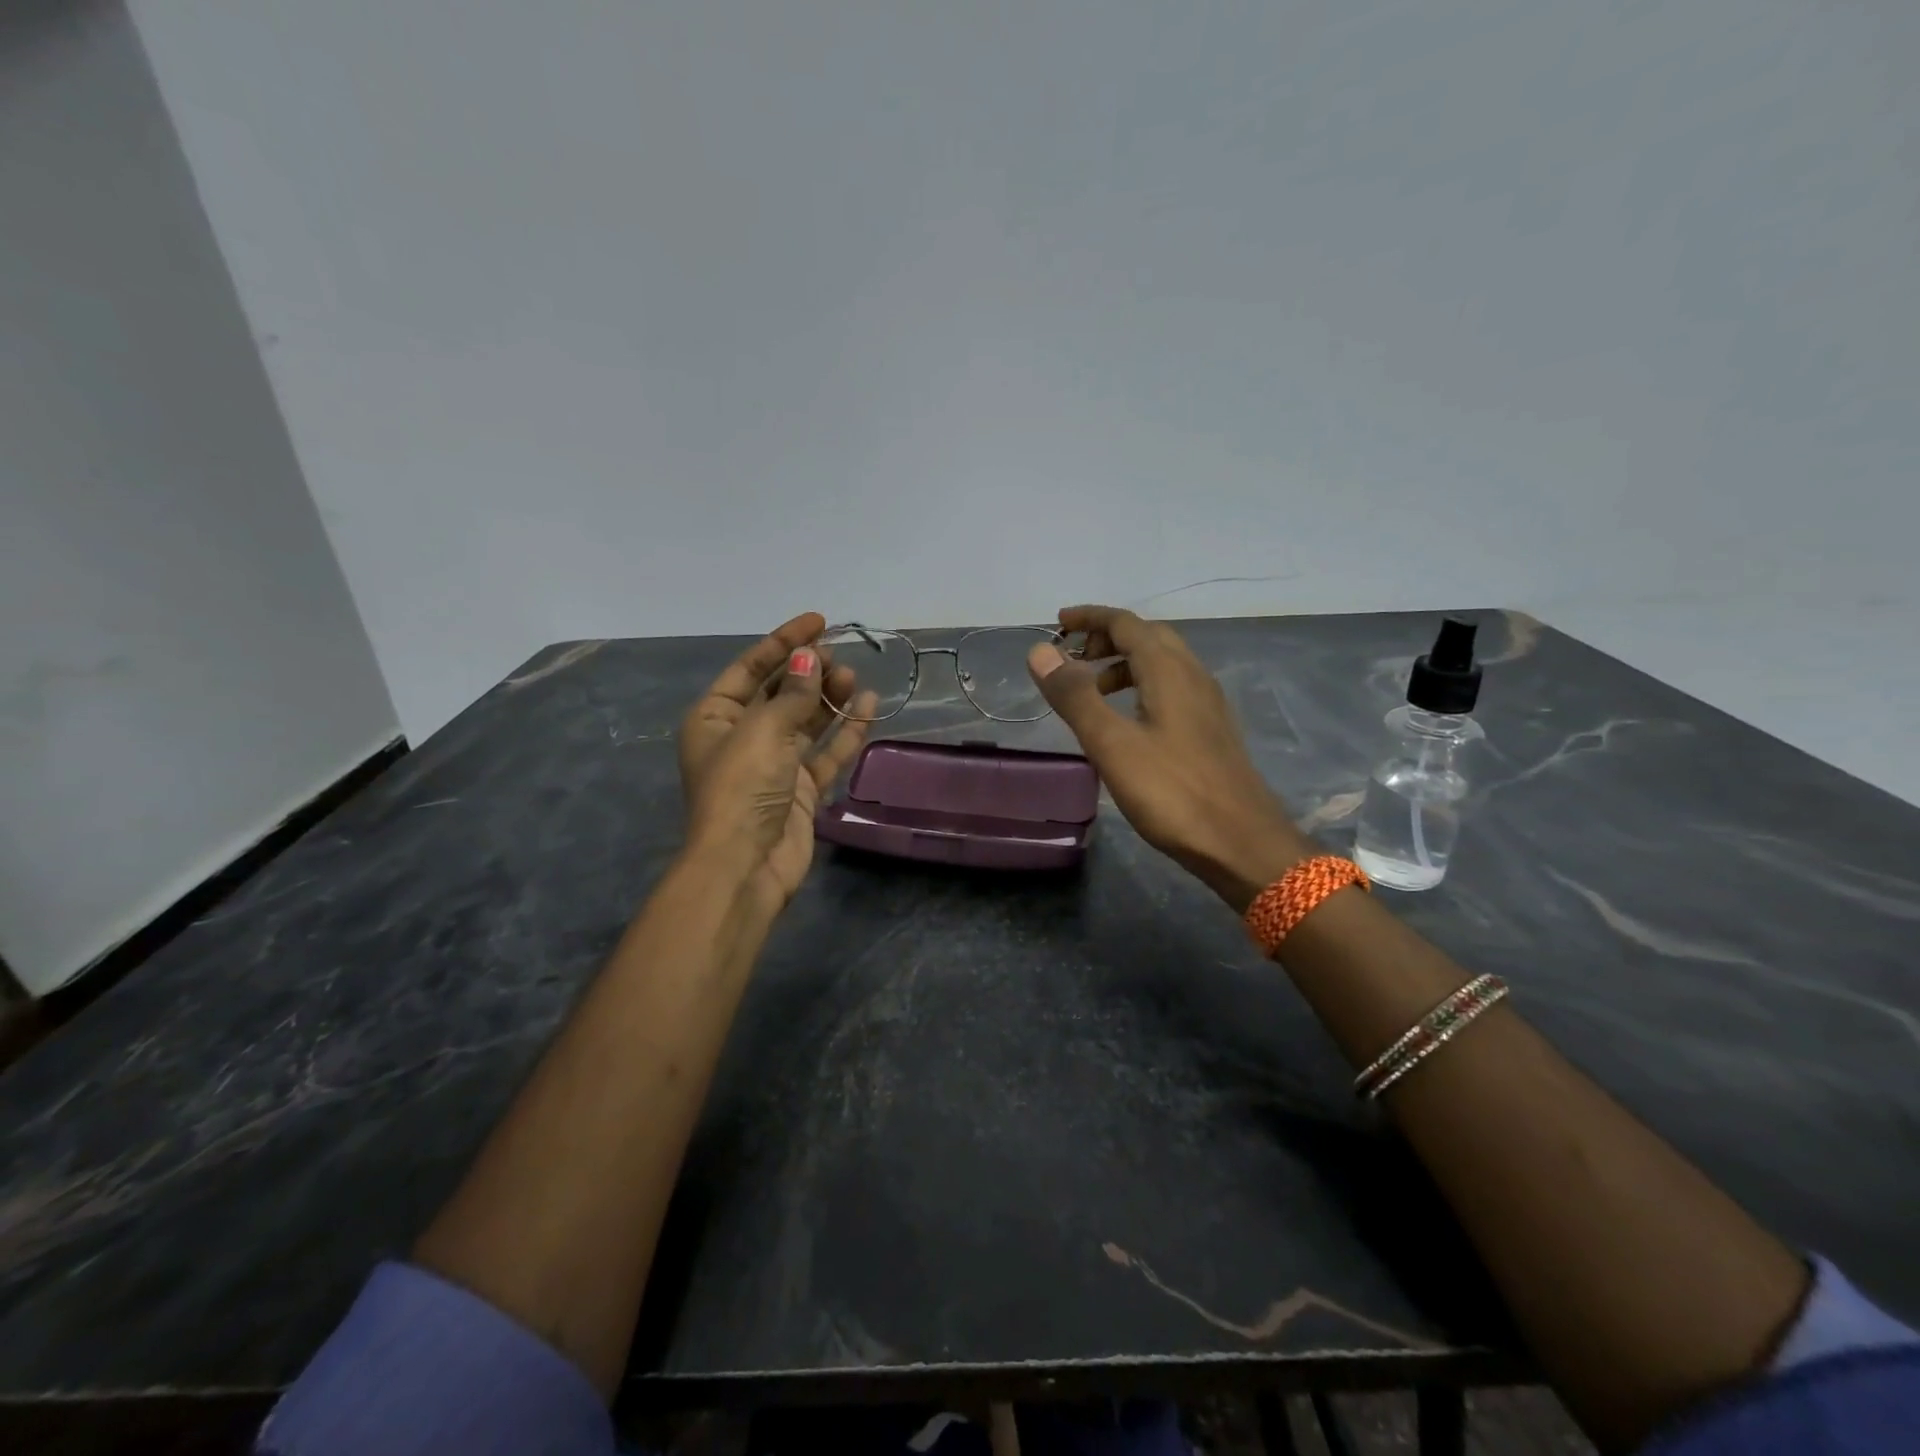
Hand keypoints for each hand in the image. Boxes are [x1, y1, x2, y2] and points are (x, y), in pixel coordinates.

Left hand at [678, 613, 873, 914]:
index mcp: (716, 718)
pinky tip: (867, 707)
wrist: (746, 865)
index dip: (784, 642)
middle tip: (839, 656)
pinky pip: (826, 752)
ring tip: (852, 679)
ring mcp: (774, 764)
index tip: (818, 621)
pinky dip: (845, 731)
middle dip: (809, 672)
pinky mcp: (801, 789)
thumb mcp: (763, 731)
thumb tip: (811, 659)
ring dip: (828, 698)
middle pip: (781, 692)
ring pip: (806, 721)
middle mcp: (743, 736)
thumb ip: (793, 695)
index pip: (750, 668)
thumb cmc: (742, 788)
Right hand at [1026, 605, 1312, 911]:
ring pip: (1162, 663)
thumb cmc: (1172, 792)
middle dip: (1106, 638)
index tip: (1056, 625)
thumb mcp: (1112, 744)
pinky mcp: (1212, 730)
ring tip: (1094, 691)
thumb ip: (1075, 696)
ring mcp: (1208, 703)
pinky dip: (1141, 686)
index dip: (1089, 618)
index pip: (1126, 623)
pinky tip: (1129, 721)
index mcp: (1169, 670)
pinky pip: (1172, 688)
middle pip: (1147, 637)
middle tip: (1072, 659)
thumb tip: (1040, 652)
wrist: (1241, 842)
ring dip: (1124, 664)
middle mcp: (1193, 675)